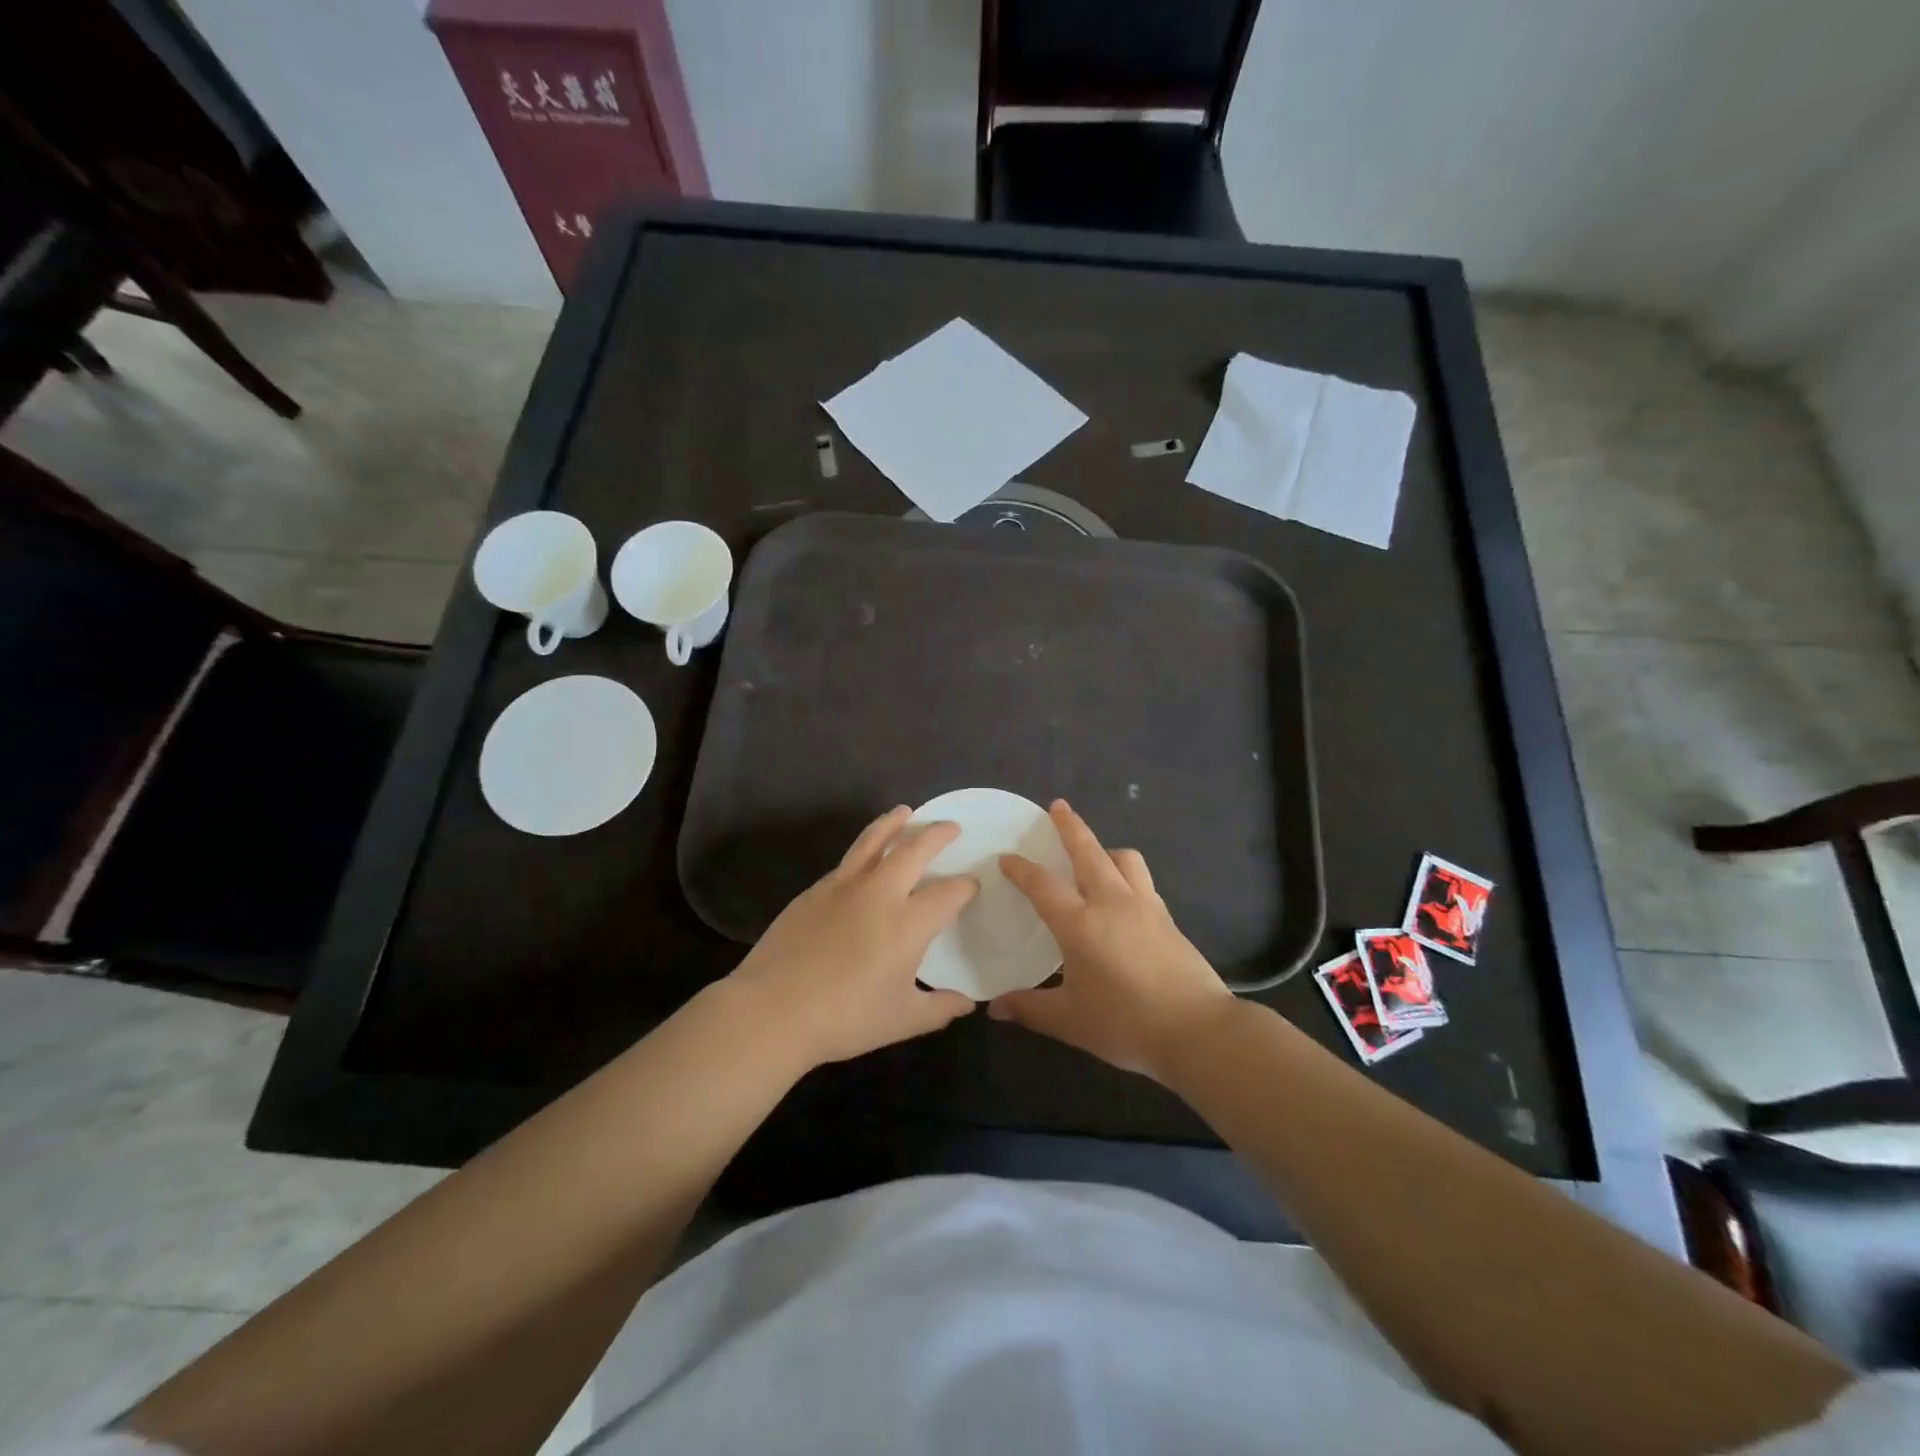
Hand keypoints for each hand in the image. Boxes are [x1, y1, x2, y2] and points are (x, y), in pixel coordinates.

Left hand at [728, 807, 978, 1070]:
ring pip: (874, 840)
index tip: (972, 885)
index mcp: (908, 923)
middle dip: (937, 834)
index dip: (965, 886)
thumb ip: (939, 1007)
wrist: (772, 1010)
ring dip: (894, 823)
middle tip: (951, 827)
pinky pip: (848, 860)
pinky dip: (865, 848)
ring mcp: (843, 886)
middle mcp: (880, 893)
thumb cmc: (843, 1018)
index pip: (949, 893)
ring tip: (905, 812)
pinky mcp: (815, 890)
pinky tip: (866, 858)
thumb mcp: (901, 1019)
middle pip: (915, 849)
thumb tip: (968, 1002)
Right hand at [990, 801, 1235, 1080]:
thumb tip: (995, 1008)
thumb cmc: (1126, 1024)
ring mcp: (1145, 907)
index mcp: (1080, 923)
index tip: (1007, 857)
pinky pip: (1143, 882)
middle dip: (1070, 826)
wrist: (1198, 1031)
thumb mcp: (1070, 1021)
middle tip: (1058, 806)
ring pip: (1125, 859)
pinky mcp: (1168, 918)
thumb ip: (1030, 1008)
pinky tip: (1124, 896)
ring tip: (1096, 854)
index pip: (1043, 885)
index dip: (1022, 869)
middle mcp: (1112, 903)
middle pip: (1088, 851)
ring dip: (1105, 849)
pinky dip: (1127, 875)